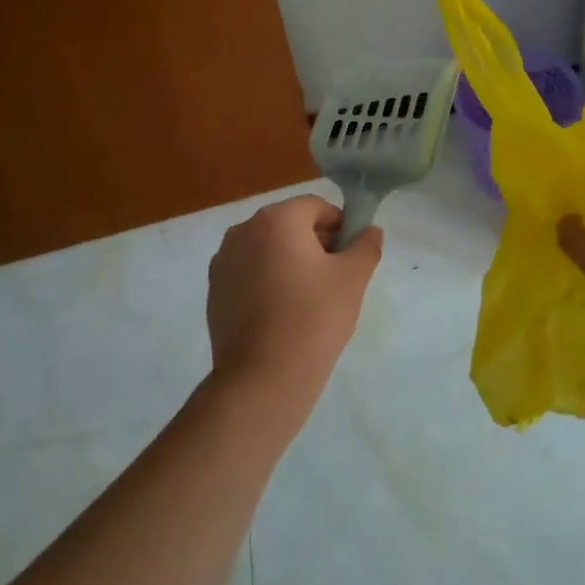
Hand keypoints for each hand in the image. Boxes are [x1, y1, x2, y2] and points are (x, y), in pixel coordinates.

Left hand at [205, 194, 382, 421]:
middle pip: (289, 225)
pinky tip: (282, 313)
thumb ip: (366, 245)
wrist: (262, 377)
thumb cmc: (313, 318)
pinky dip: (267, 281)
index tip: (351, 257)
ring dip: (290, 261)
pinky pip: (249, 272)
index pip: (316, 207)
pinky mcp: (215, 290)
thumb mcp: (353, 278)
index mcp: (277, 219)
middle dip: (315, 243)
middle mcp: (243, 230)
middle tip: (335, 279)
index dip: (340, 226)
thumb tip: (369, 230)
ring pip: (268, 249)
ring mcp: (223, 260)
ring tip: (309, 299)